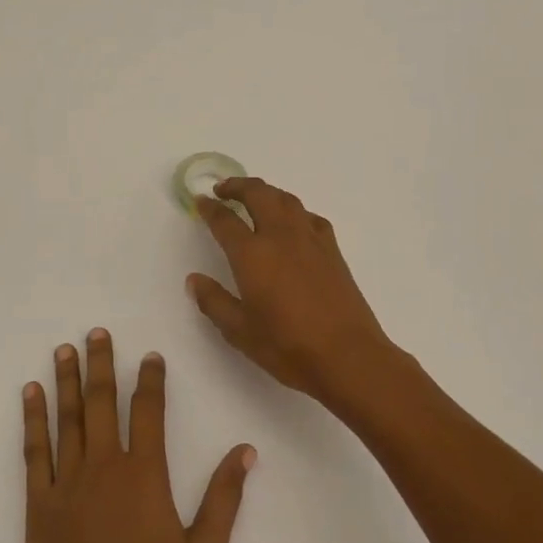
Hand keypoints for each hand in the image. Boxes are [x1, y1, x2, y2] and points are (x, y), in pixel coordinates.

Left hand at [20, 329, 254, 542]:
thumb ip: (225, 499)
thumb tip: (246, 451)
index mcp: (145, 476)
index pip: (149, 411)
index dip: (150, 380)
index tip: (151, 356)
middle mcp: (104, 468)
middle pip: (101, 402)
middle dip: (101, 364)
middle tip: (97, 332)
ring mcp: (67, 485)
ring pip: (67, 418)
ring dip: (66, 380)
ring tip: (65, 348)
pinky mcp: (38, 507)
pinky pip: (34, 452)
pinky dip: (32, 419)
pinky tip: (31, 395)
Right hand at [187, 177, 398, 404]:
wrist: (348, 356)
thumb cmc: (288, 346)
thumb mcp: (240, 331)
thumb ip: (214, 301)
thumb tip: (195, 280)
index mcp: (252, 254)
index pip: (225, 221)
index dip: (210, 208)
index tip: (200, 201)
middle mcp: (281, 236)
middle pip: (258, 194)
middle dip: (238, 186)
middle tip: (223, 189)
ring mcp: (310, 240)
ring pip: (286, 199)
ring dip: (266, 192)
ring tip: (254, 198)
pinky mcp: (332, 250)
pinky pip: (309, 217)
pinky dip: (294, 211)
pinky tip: (292, 223)